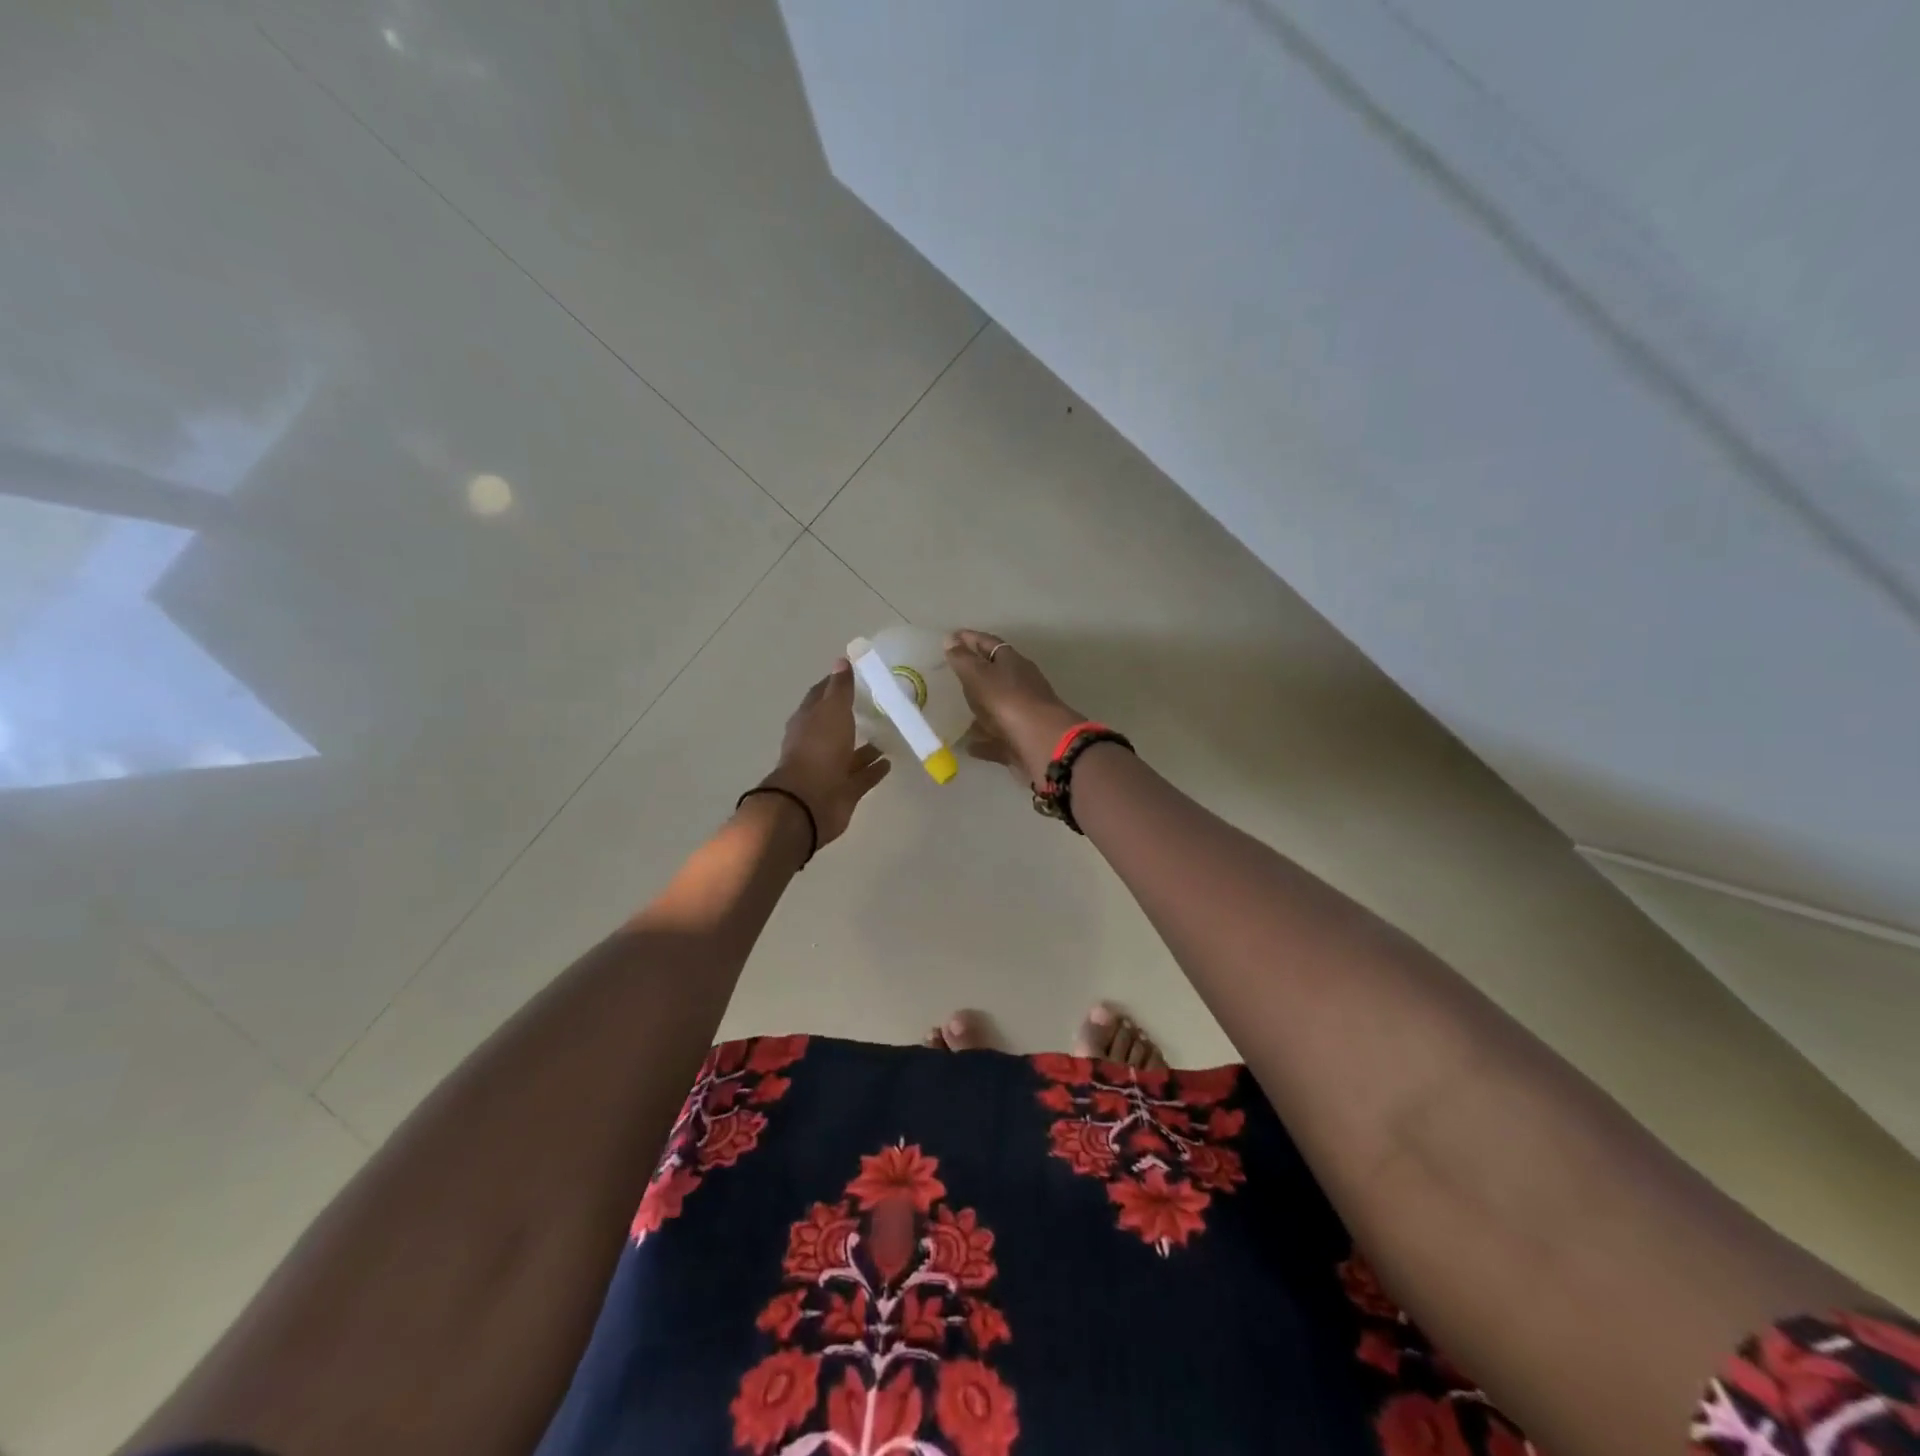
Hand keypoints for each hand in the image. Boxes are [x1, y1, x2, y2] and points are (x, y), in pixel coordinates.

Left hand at [759, 660, 890, 849]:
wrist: (810, 802)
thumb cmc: (819, 749)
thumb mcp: (831, 710)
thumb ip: (840, 688)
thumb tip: (841, 660)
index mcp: (808, 720)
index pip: (821, 696)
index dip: (836, 684)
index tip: (857, 676)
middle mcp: (817, 743)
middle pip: (835, 725)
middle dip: (852, 715)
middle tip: (879, 704)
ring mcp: (829, 768)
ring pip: (850, 753)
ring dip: (866, 745)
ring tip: (890, 733)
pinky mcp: (843, 790)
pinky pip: (861, 777)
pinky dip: (873, 769)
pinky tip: (890, 762)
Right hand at [944, 630, 1084, 787]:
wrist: (1043, 743)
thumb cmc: (1008, 700)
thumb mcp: (979, 675)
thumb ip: (963, 659)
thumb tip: (950, 638)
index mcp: (1012, 662)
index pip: (989, 643)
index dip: (970, 638)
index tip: (951, 637)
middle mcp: (1020, 684)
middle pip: (995, 675)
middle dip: (975, 674)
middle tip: (952, 674)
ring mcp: (1022, 713)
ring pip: (996, 708)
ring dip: (979, 709)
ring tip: (957, 711)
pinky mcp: (1020, 740)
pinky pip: (996, 739)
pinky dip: (983, 741)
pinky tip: (968, 745)